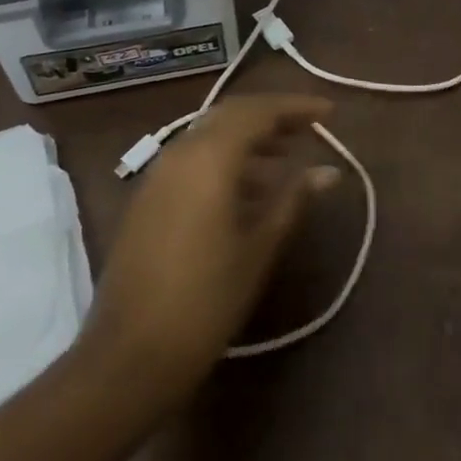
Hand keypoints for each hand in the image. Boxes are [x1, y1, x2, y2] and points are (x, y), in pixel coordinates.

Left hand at [77, 94, 338, 411]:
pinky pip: (193, 159)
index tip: (329, 112)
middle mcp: (179, 152)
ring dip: (248, 139)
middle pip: (231, 116)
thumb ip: (293, 200)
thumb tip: (328, 171)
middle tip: (309, 130)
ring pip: (210, 136)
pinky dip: (224, 160)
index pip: (257, 111)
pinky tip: (247, 191)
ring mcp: (158, 174)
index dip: (295, 107)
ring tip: (285, 161)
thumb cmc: (206, 300)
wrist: (130, 354)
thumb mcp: (258, 248)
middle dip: (271, 118)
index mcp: (208, 157)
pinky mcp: (147, 197)